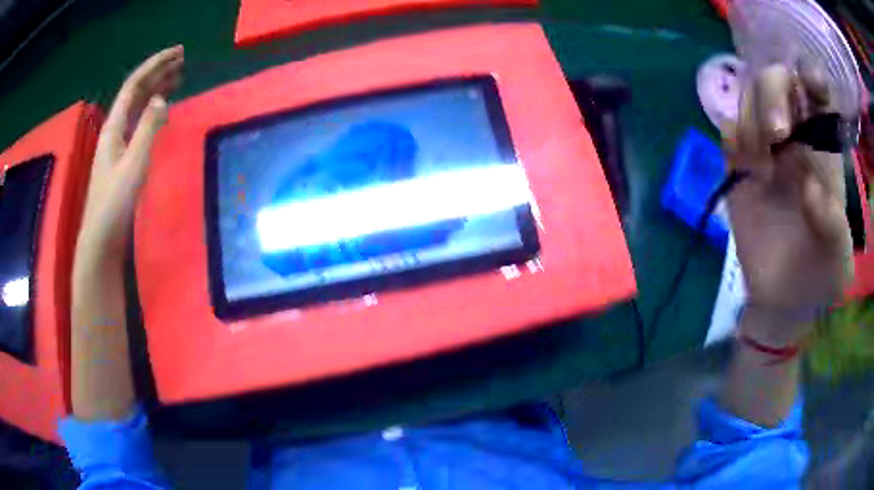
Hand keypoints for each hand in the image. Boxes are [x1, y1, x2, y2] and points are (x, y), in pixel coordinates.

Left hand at [77, 46, 183, 257]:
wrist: (101, 238)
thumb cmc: (115, 202)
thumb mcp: (134, 163)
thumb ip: (148, 128)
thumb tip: (163, 98)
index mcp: (114, 126)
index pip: (135, 85)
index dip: (155, 65)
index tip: (178, 52)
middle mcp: (114, 129)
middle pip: (135, 92)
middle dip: (157, 73)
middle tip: (181, 61)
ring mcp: (117, 144)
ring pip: (136, 108)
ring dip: (155, 90)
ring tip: (176, 79)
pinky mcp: (121, 158)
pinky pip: (137, 124)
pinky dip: (151, 111)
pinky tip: (160, 112)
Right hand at [723, 64, 852, 344]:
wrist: (783, 298)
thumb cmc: (818, 275)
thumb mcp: (838, 261)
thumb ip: (833, 226)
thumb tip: (808, 187)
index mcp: (825, 147)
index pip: (817, 93)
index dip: (810, 76)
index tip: (810, 85)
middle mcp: (796, 135)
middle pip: (777, 81)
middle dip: (773, 94)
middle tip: (775, 135)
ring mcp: (766, 147)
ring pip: (749, 97)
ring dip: (752, 121)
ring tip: (761, 169)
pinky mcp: (740, 166)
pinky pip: (728, 132)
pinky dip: (732, 140)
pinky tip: (744, 170)